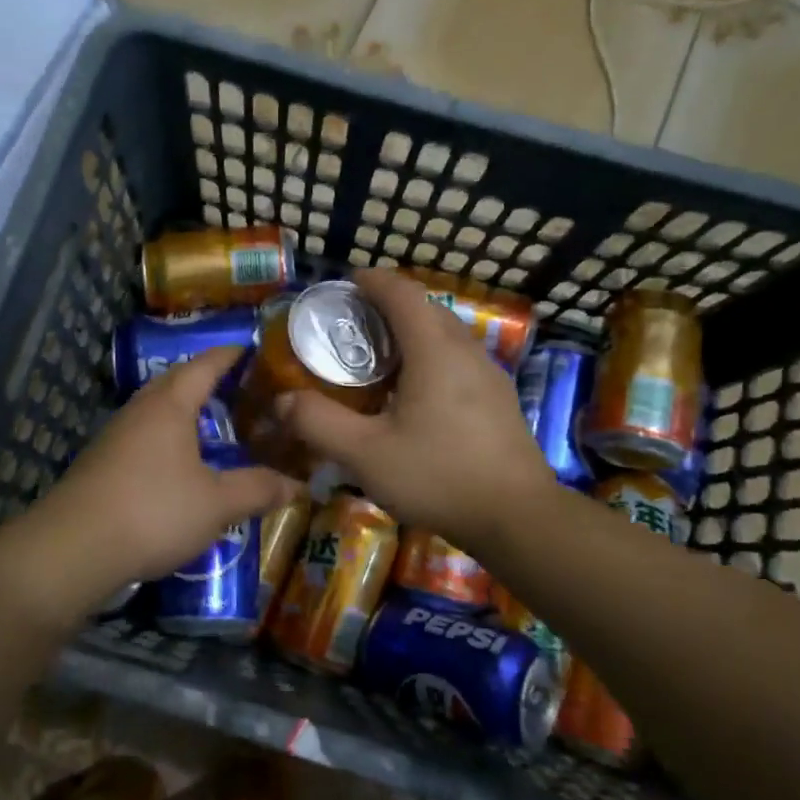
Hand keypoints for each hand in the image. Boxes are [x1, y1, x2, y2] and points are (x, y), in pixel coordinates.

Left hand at [30, 347, 300, 614]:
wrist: (73, 549)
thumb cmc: (153, 511)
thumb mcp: (217, 504)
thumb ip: (258, 489)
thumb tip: (298, 485)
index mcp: (170, 404)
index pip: (206, 365)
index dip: (231, 355)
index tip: (254, 349)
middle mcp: (140, 410)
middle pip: (177, 381)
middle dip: (208, 380)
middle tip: (242, 389)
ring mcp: (116, 435)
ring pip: (158, 409)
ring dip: (186, 410)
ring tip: (216, 422)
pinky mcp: (102, 463)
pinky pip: (144, 435)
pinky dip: (169, 436)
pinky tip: (180, 462)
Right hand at [279, 269, 554, 552]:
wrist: (518, 518)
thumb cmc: (438, 476)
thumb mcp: (365, 454)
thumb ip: (318, 423)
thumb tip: (281, 401)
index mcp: (434, 349)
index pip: (402, 293)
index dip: (372, 281)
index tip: (346, 282)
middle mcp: (466, 350)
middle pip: (425, 309)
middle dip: (388, 306)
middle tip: (353, 326)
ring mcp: (489, 375)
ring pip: (446, 335)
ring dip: (412, 333)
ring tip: (380, 359)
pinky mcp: (499, 400)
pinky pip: (459, 360)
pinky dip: (431, 358)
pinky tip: (416, 395)